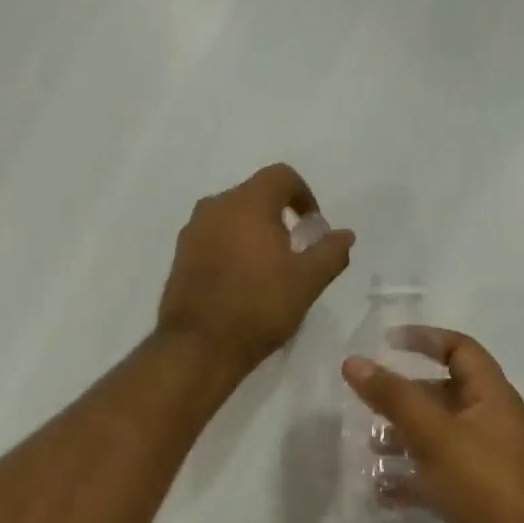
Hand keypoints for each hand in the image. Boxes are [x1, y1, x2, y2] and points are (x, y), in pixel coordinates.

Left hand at [158, 163, 354, 372]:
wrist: (198, 346)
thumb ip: (330, 253)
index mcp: (248, 202)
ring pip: (230, 218)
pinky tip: (240, 282)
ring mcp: (192, 232)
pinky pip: (212, 240)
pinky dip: (230, 249)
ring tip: (266, 269)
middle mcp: (214, 207)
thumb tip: (344, 235)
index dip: (303, 195)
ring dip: (252, 233)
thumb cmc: (258, 308)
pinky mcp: (179, 257)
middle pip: (253, 195)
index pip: (281, 176)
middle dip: (277, 216)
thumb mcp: (307, 282)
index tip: (313, 227)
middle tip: (293, 251)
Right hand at [342, 328, 523, 522]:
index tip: (386, 342)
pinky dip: (405, 481)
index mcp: (490, 398)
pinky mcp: (468, 497)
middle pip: (441, 397)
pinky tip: (379, 491)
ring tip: (367, 449)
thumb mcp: (434, 433)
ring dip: (399, 440)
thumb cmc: (481, 482)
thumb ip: (393, 397)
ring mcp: (479, 463)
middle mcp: (487, 425)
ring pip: (432, 440)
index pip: (460, 350)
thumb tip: (354, 362)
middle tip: (365, 404)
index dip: (426, 340)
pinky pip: (431, 479)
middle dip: (402, 399)